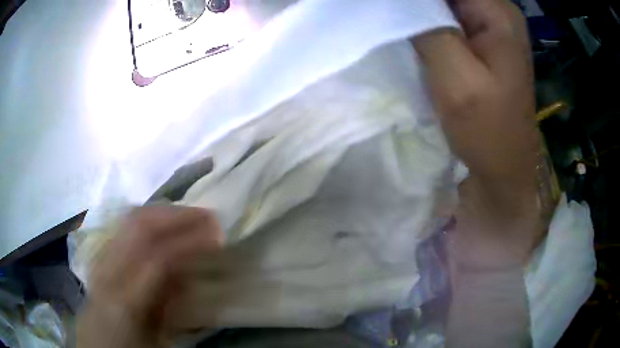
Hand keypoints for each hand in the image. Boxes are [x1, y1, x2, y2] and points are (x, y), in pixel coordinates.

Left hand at [77, 206, 222, 347]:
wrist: (95, 346)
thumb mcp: (157, 338)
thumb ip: (172, 307)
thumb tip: (189, 274)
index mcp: (125, 302)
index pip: (159, 258)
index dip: (191, 241)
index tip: (217, 236)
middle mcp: (107, 271)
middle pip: (139, 226)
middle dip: (177, 215)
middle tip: (207, 216)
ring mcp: (98, 259)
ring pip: (127, 219)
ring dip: (161, 212)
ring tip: (186, 214)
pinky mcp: (97, 255)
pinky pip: (122, 226)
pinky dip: (145, 219)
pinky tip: (159, 222)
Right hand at [413, 0, 545, 268]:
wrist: (503, 166)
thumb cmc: (487, 129)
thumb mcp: (456, 77)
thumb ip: (427, 27)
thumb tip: (398, 5)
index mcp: (498, 13)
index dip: (416, 0)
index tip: (392, 12)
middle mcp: (497, 12)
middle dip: (416, 5)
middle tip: (391, 19)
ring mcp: (490, 26)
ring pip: (444, 5)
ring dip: (418, 13)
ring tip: (401, 30)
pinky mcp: (481, 41)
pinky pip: (447, 19)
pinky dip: (426, 23)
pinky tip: (413, 36)